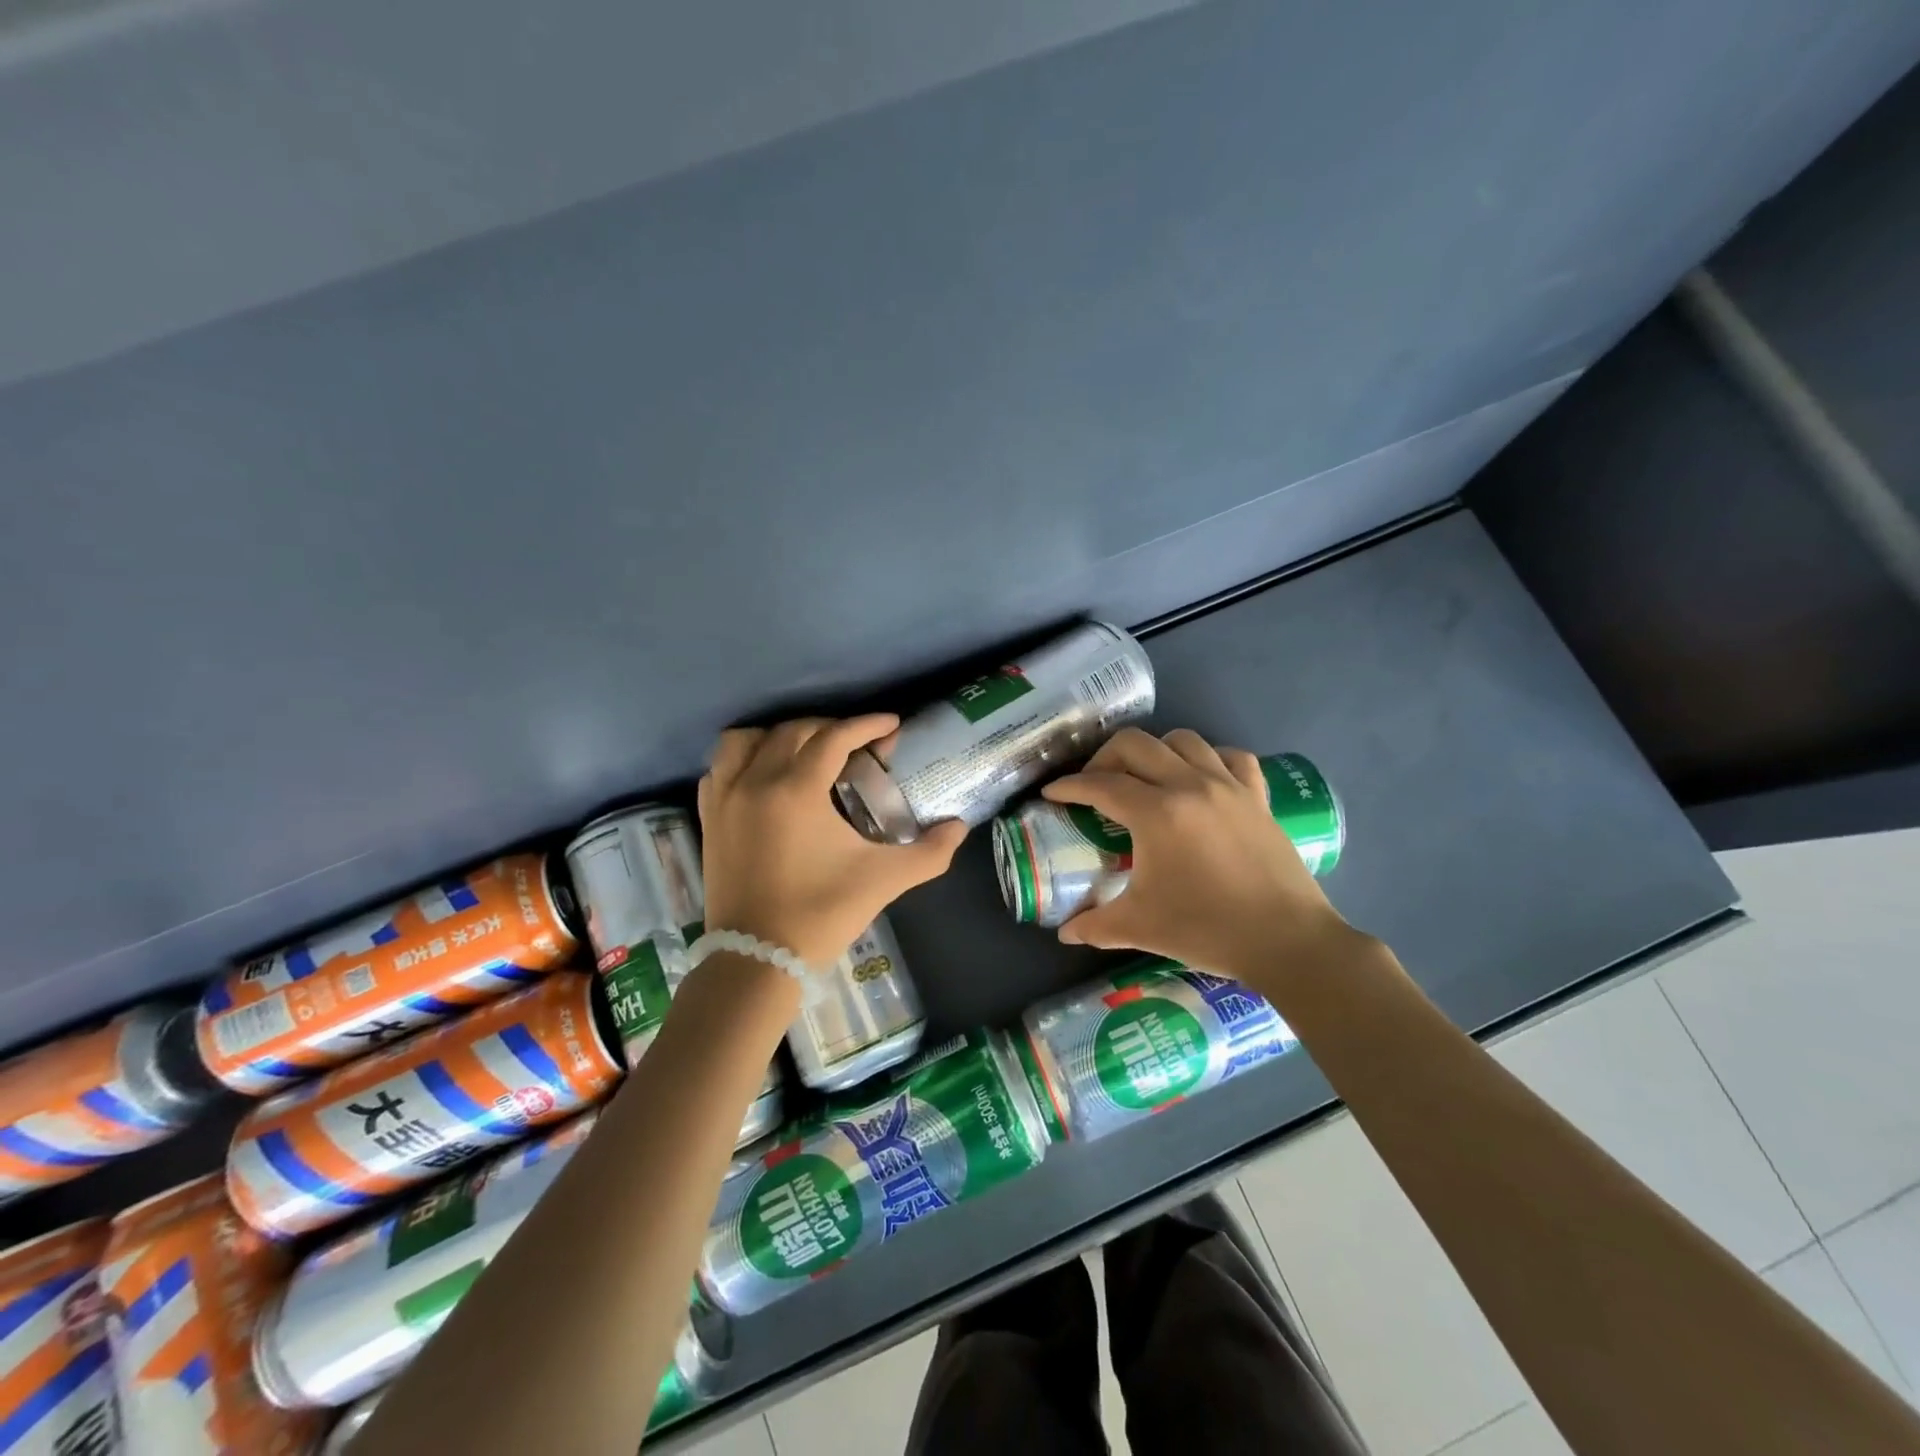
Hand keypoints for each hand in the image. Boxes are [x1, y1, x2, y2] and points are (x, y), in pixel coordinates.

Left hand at [698, 715, 967, 966]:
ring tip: (805, 752)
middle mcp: (756, 781)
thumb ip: (929, 852)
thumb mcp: (884, 880)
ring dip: (779, 735)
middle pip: (794, 731)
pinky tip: (763, 775)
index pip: (835, 738)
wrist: (758, 960)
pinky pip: (720, 768)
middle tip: (858, 744)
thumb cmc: (822, 914)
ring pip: (746, 740)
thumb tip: (959, 827)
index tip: (891, 724)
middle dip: (830, 728)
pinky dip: (743, 760)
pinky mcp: (709, 819)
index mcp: (796, 790)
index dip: (867, 725)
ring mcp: (726, 799)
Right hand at [1041, 728, 1357, 987]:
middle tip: (1094, 785)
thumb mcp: (1139, 927)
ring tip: (1145, 778)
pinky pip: (1231, 757)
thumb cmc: (1207, 930)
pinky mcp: (1258, 796)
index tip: (1052, 794)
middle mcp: (1189, 785)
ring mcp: (1228, 786)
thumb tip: (1064, 932)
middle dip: (1104, 758)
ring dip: (1154, 752)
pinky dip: (1209, 759)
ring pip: (1183, 740)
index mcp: (1156, 813)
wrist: (1286, 941)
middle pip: (1135, 744)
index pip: (1099, 784)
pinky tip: (1200, 779)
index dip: (1069, 786)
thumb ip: (1094, 924)